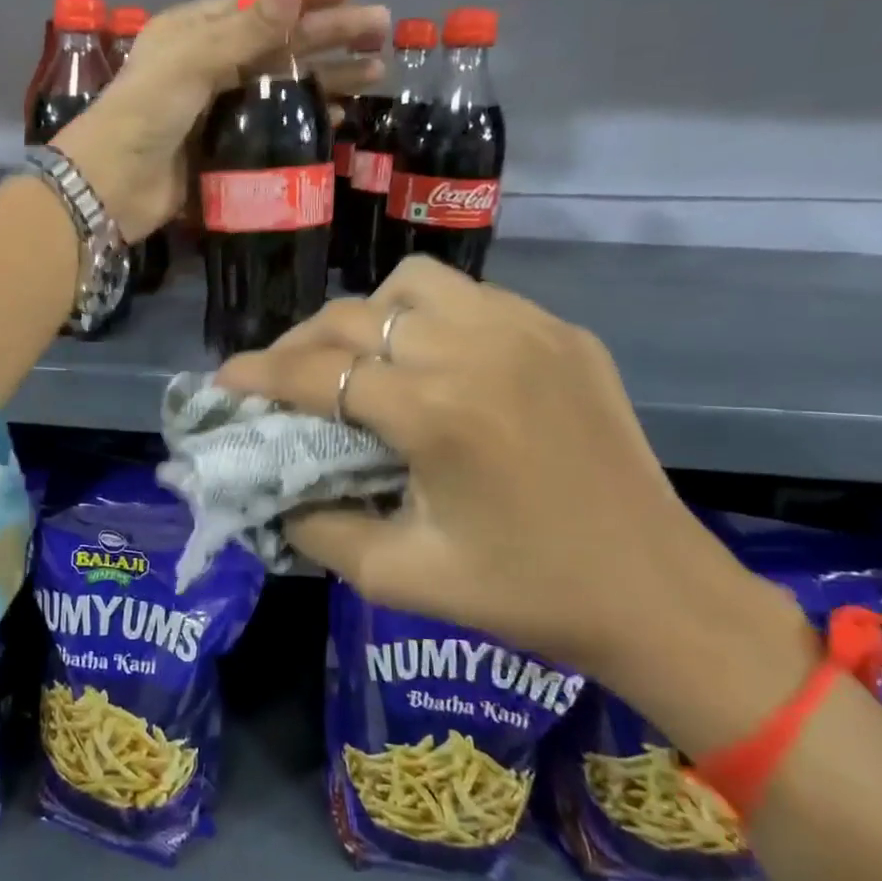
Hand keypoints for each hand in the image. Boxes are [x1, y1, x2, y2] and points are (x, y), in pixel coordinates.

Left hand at [51, 0, 389, 241]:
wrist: (111, 188)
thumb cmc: (145, 113)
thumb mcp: (194, 60)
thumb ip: (248, 25)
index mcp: (194, 32)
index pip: (259, 3)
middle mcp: (208, 66)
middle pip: (279, 44)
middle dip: (330, 35)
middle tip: (380, 32)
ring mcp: (218, 110)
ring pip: (282, 86)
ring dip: (326, 78)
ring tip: (376, 74)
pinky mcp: (225, 150)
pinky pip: (274, 129)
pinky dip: (304, 121)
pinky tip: (338, 117)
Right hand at [214, 257, 816, 753]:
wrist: (658, 594)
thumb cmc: (526, 595)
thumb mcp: (399, 578)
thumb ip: (317, 529)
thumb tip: (274, 492)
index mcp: (435, 413)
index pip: (316, 373)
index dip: (258, 374)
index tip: (224, 381)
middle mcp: (476, 350)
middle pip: (353, 317)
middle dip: (300, 343)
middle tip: (281, 377)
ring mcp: (528, 331)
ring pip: (414, 285)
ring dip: (367, 316)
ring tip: (357, 361)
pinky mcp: (564, 335)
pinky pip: (474, 298)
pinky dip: (430, 318)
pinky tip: (432, 362)